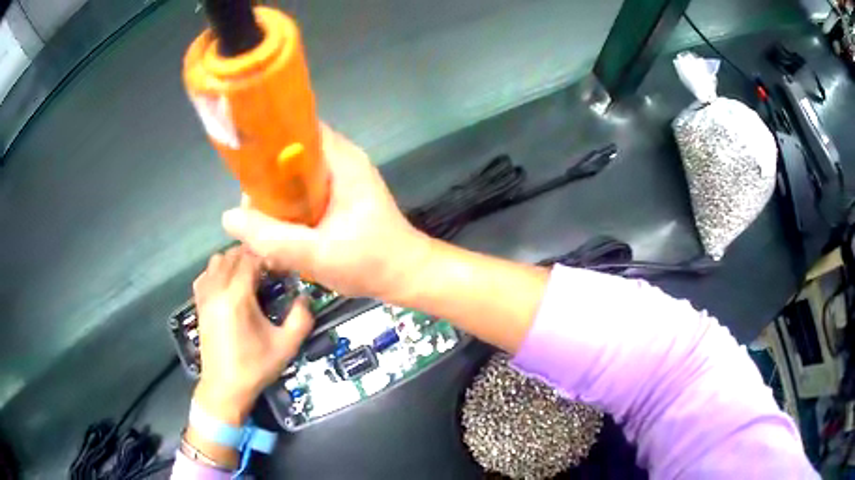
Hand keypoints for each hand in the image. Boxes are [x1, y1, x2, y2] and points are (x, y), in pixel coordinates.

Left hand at [191, 246, 312, 424]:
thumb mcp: (286, 346)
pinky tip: (228, 284)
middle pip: (232, 254)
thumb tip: (305, 297)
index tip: (281, 267)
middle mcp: (217, 290)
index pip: (250, 258)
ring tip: (250, 275)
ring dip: (234, 261)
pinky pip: (205, 275)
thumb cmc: (255, 367)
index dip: (267, 257)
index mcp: (237, 297)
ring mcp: (205, 296)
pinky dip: (217, 271)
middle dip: (252, 256)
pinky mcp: (199, 304)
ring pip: (216, 261)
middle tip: (269, 269)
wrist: (225, 388)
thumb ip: (301, 318)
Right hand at [222, 124, 431, 299]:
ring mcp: (338, 179)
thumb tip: (229, 218)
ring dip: (275, 200)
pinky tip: (280, 235)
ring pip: (293, 177)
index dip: (266, 140)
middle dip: (265, 181)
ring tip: (263, 230)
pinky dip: (287, 210)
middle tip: (253, 214)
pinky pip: (301, 193)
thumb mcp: (318, 254)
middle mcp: (339, 161)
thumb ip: (273, 238)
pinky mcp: (336, 197)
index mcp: (341, 160)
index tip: (242, 166)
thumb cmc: (371, 263)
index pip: (297, 129)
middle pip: (289, 155)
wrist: (406, 276)